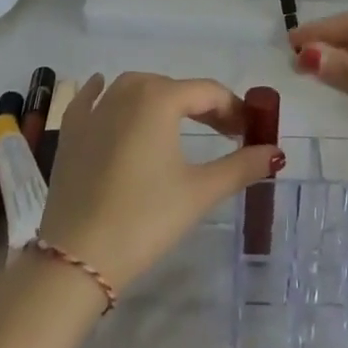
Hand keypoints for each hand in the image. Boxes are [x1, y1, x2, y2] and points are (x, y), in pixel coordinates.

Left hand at [36, 73, 282, 295]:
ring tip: (178, 122)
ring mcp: (94, 110)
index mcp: (159, 98)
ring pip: (135, 88)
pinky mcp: (70, 132)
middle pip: (174, 88)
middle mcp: (126, 91)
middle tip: (224, 133)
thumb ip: (241, 167)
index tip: (250, 131)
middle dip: (202, 106)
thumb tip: (277, 153)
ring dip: (160, 98)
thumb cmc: (145, 219)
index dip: (234, 109)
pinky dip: (102, 94)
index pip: (208, 92)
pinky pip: (90, 100)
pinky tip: (104, 90)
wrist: (76, 259)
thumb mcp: (199, 192)